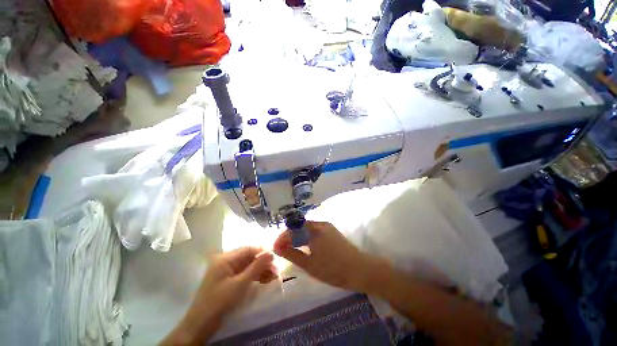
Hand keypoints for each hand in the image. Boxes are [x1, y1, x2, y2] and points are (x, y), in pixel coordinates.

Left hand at [162, 247, 275, 344]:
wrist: (200, 326)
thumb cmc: (220, 302)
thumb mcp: (241, 284)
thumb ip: (257, 266)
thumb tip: (271, 252)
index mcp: (226, 258)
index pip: (249, 249)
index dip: (263, 253)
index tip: (276, 261)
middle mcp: (226, 260)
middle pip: (249, 256)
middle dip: (263, 263)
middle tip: (276, 272)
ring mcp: (226, 269)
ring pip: (248, 265)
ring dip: (260, 270)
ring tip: (273, 278)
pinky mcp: (227, 279)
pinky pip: (244, 272)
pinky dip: (254, 276)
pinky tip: (264, 281)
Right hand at [273, 221, 385, 291]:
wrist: (359, 269)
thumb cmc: (333, 269)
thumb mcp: (309, 264)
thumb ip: (292, 254)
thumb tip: (277, 247)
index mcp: (313, 230)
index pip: (292, 229)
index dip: (282, 237)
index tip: (275, 247)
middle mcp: (319, 224)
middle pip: (299, 226)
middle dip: (289, 236)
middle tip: (282, 249)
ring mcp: (326, 226)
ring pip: (306, 227)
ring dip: (297, 235)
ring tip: (291, 248)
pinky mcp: (331, 230)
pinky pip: (314, 229)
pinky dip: (306, 236)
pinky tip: (304, 245)